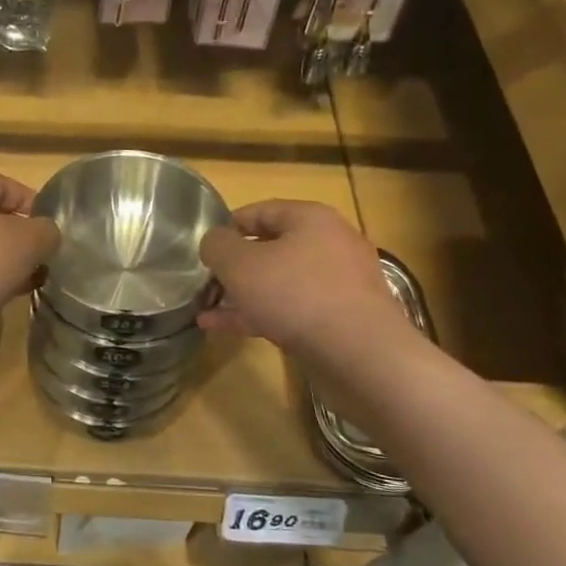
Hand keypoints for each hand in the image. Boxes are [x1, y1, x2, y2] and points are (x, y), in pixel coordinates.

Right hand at [197, 200, 410, 357]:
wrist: (361, 355)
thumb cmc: (295, 295)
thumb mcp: (239, 264)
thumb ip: (217, 246)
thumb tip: (215, 242)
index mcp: (311, 219)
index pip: (261, 211)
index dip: (227, 226)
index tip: (203, 247)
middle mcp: (331, 244)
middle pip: (272, 248)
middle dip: (236, 266)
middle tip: (207, 281)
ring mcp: (341, 283)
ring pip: (281, 282)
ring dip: (244, 294)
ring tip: (209, 311)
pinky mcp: (344, 318)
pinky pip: (294, 308)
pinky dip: (263, 315)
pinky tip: (229, 329)